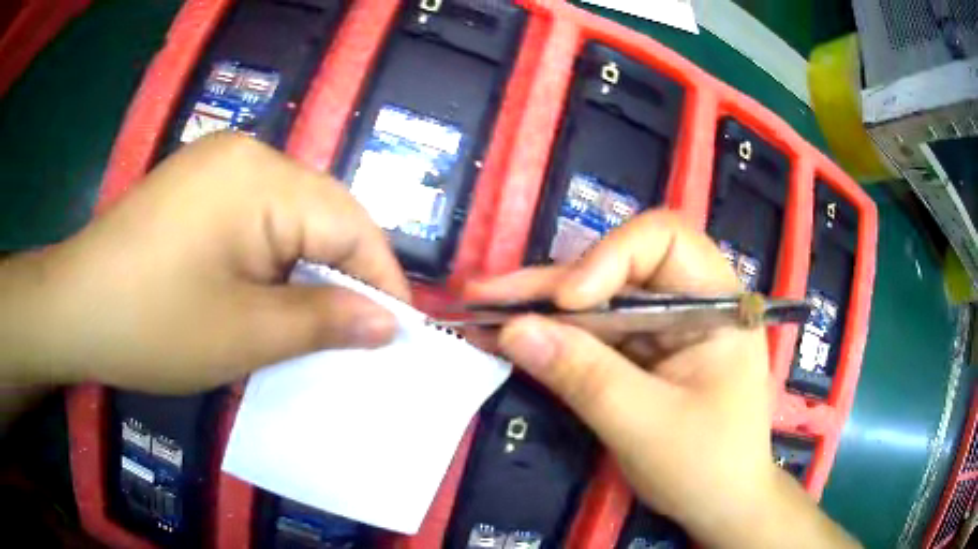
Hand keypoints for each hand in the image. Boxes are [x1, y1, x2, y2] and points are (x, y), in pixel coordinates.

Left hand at [0, 134, 408, 392]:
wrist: (73, 309)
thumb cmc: (153, 325)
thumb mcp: (246, 334)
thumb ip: (323, 321)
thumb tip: (388, 323)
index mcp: (262, 177)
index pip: (350, 223)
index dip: (381, 279)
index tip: (398, 332)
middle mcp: (246, 155)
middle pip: (321, 215)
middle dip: (342, 276)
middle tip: (355, 334)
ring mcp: (217, 166)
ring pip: (289, 219)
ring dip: (305, 270)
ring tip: (311, 321)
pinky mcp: (197, 186)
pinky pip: (255, 219)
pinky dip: (271, 260)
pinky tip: (264, 294)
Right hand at [469, 211, 857, 547]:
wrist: (720, 505)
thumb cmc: (705, 468)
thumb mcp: (645, 426)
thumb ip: (584, 376)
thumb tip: (513, 330)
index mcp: (717, 304)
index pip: (665, 241)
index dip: (611, 256)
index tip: (567, 302)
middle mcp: (690, 302)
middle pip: (618, 268)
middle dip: (552, 283)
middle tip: (486, 295)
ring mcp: (663, 328)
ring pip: (598, 300)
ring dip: (540, 308)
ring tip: (481, 310)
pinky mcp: (641, 353)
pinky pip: (593, 334)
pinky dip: (552, 337)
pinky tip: (507, 335)